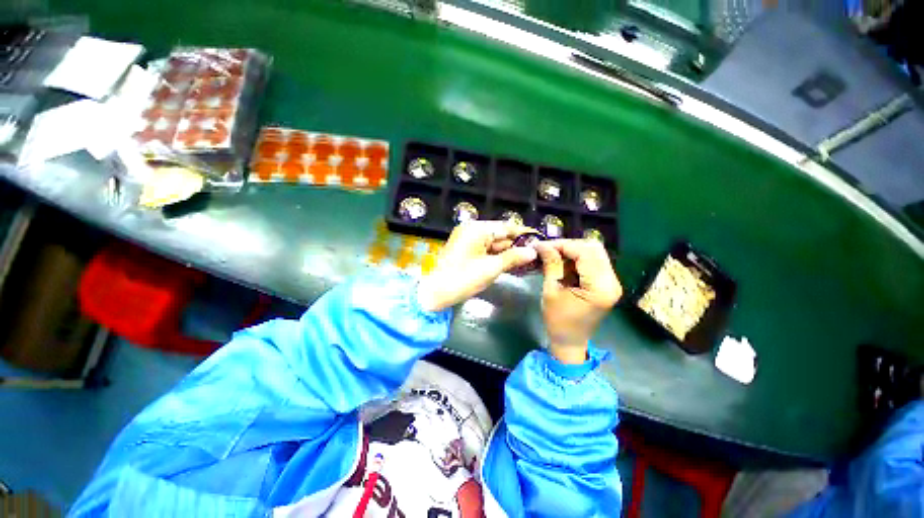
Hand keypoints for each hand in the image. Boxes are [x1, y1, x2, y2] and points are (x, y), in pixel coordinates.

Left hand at [417, 221, 538, 311]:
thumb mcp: (491, 268)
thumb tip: (533, 252)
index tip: (540, 239)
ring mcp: (468, 240)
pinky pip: (486, 251)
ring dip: (509, 253)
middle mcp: (472, 230)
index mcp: (477, 229)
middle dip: (517, 245)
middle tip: (537, 254)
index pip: (506, 227)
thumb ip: (513, 257)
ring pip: (494, 244)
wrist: (435, 293)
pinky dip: (497, 257)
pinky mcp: (466, 251)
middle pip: (501, 235)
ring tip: (529, 260)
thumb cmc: (463, 279)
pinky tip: (512, 264)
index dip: (524, 234)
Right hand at [535, 239, 621, 363]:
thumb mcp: (551, 291)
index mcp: (600, 287)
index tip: (542, 245)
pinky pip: (593, 262)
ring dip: (572, 251)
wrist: (570, 341)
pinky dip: (577, 259)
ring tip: (553, 255)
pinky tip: (562, 263)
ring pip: (594, 253)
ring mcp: (611, 282)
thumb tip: (542, 244)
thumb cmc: (558, 320)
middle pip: (593, 249)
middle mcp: (612, 281)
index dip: (562, 245)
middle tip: (548, 249)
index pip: (584, 253)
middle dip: (568, 246)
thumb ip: (551, 265)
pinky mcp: (606, 283)